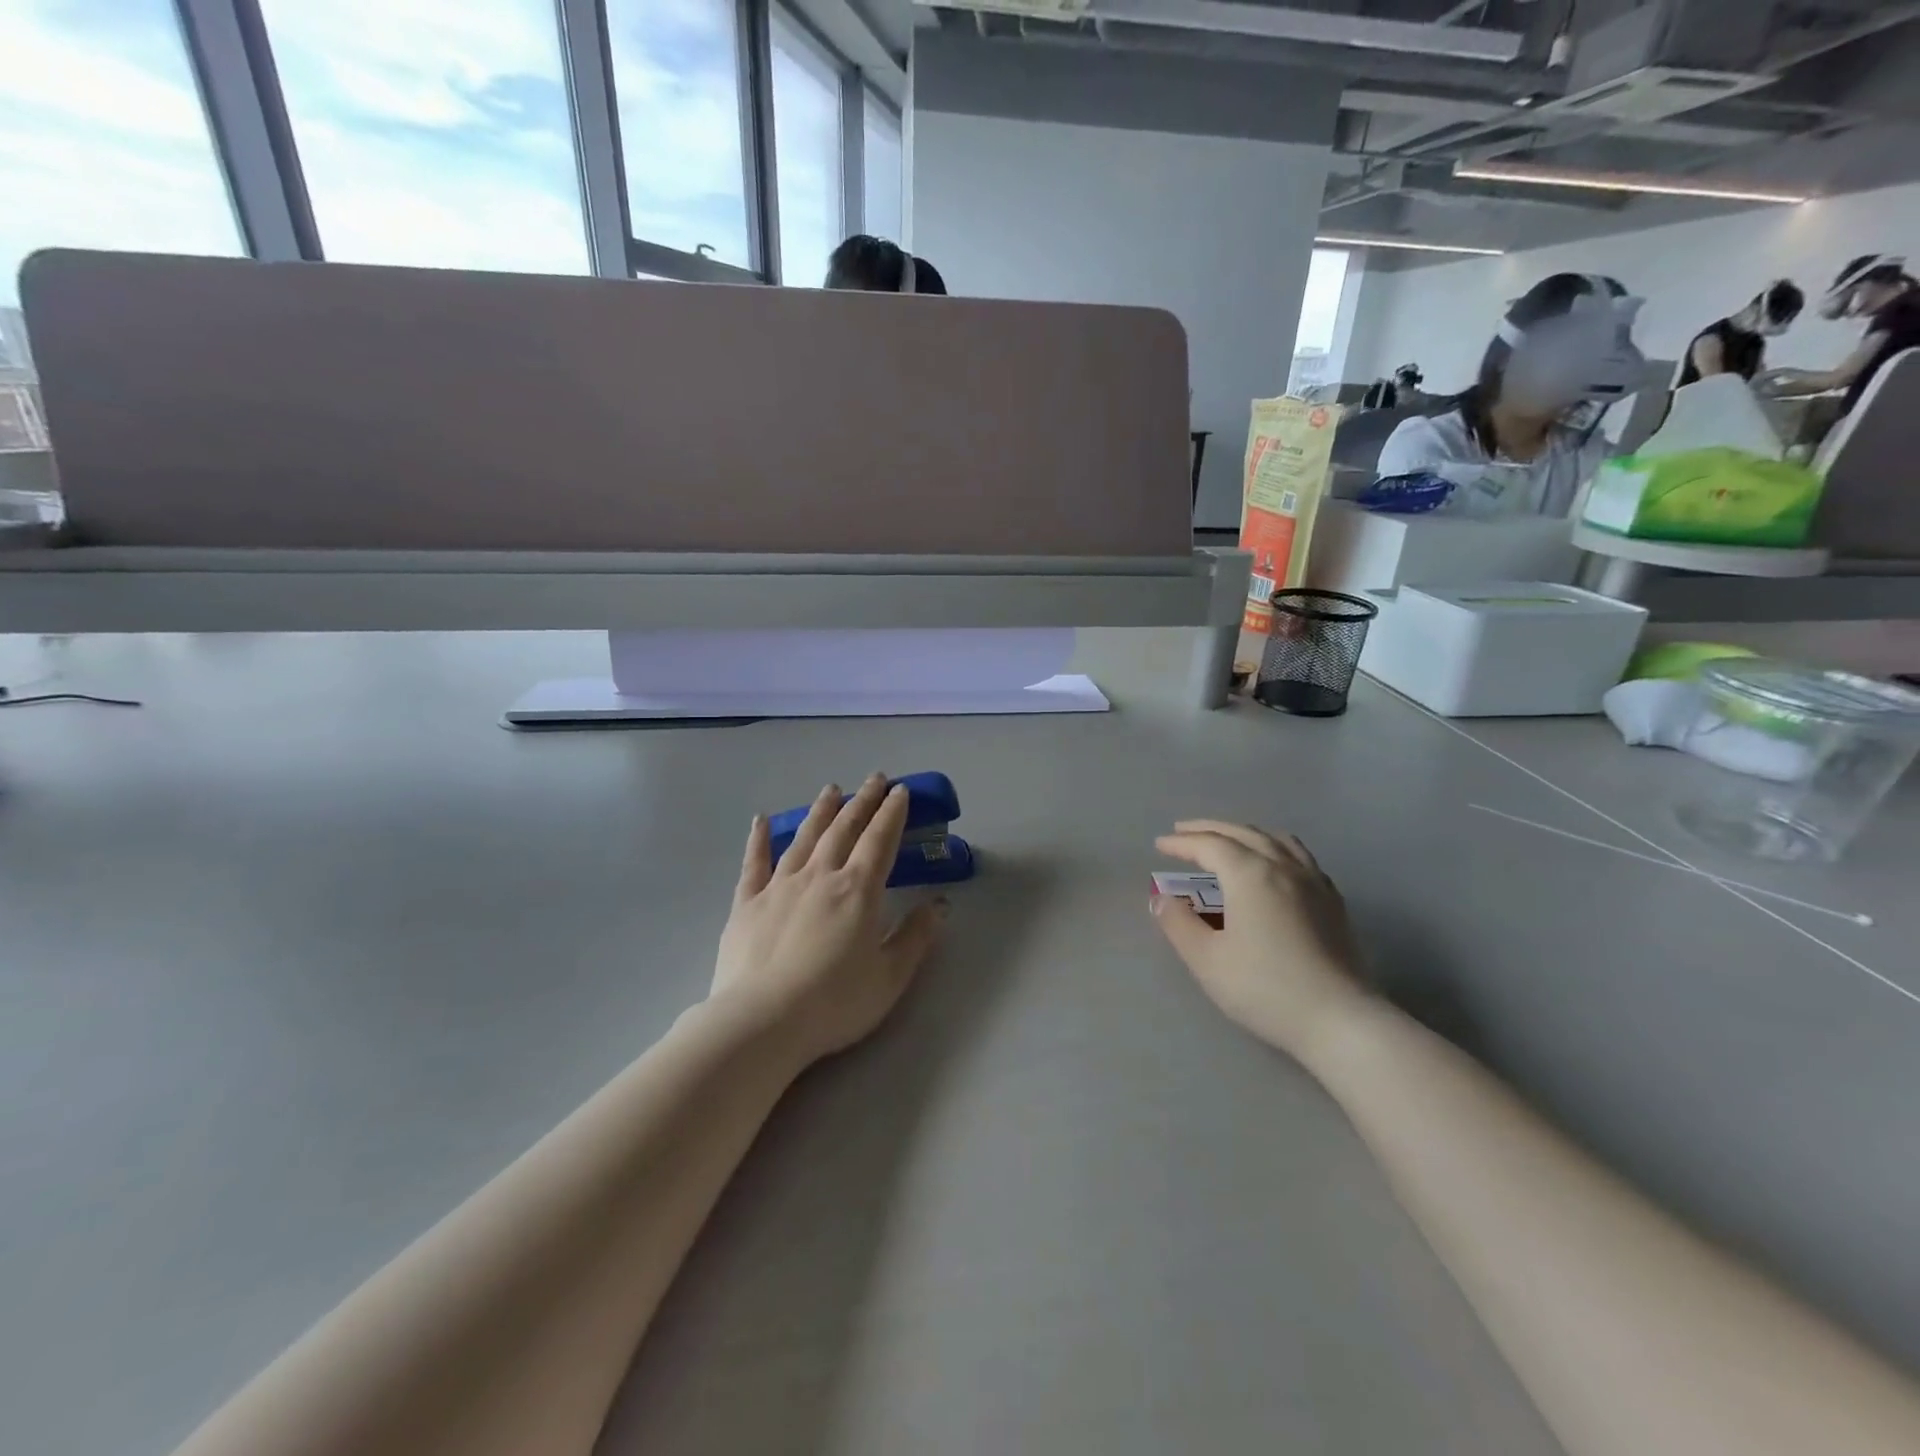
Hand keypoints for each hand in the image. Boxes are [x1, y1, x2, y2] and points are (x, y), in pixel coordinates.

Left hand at [711, 774, 947, 1067]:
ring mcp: (779, 886)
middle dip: (862, 802)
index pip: (879, 841)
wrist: (762, 1022)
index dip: (892, 814)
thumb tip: (939, 904)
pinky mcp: (746, 904)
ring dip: (820, 811)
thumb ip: (915, 937)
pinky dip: (759, 839)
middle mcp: (820, 876)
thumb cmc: (834, 1003)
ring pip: (804, 838)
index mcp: (857, 891)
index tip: (900, 791)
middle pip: (844, 829)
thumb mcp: (889, 977)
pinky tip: (761, 820)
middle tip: (874, 779)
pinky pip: (754, 863)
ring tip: (831, 789)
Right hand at [1151, 820, 1367, 1060]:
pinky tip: (1274, 865)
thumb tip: (1160, 899)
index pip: (1210, 845)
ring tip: (1228, 839)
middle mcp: (1284, 867)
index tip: (1159, 845)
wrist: (1339, 1020)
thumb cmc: (1265, 988)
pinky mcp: (1333, 902)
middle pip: (1243, 833)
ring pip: (1277, 840)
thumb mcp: (1206, 959)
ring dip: (1245, 833)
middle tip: (1183, 831)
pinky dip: (1276, 848)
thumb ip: (1178, 923)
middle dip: (1210, 829)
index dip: (1182, 843)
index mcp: (1250, 874)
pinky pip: (1300, 857)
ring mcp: (1314, 882)